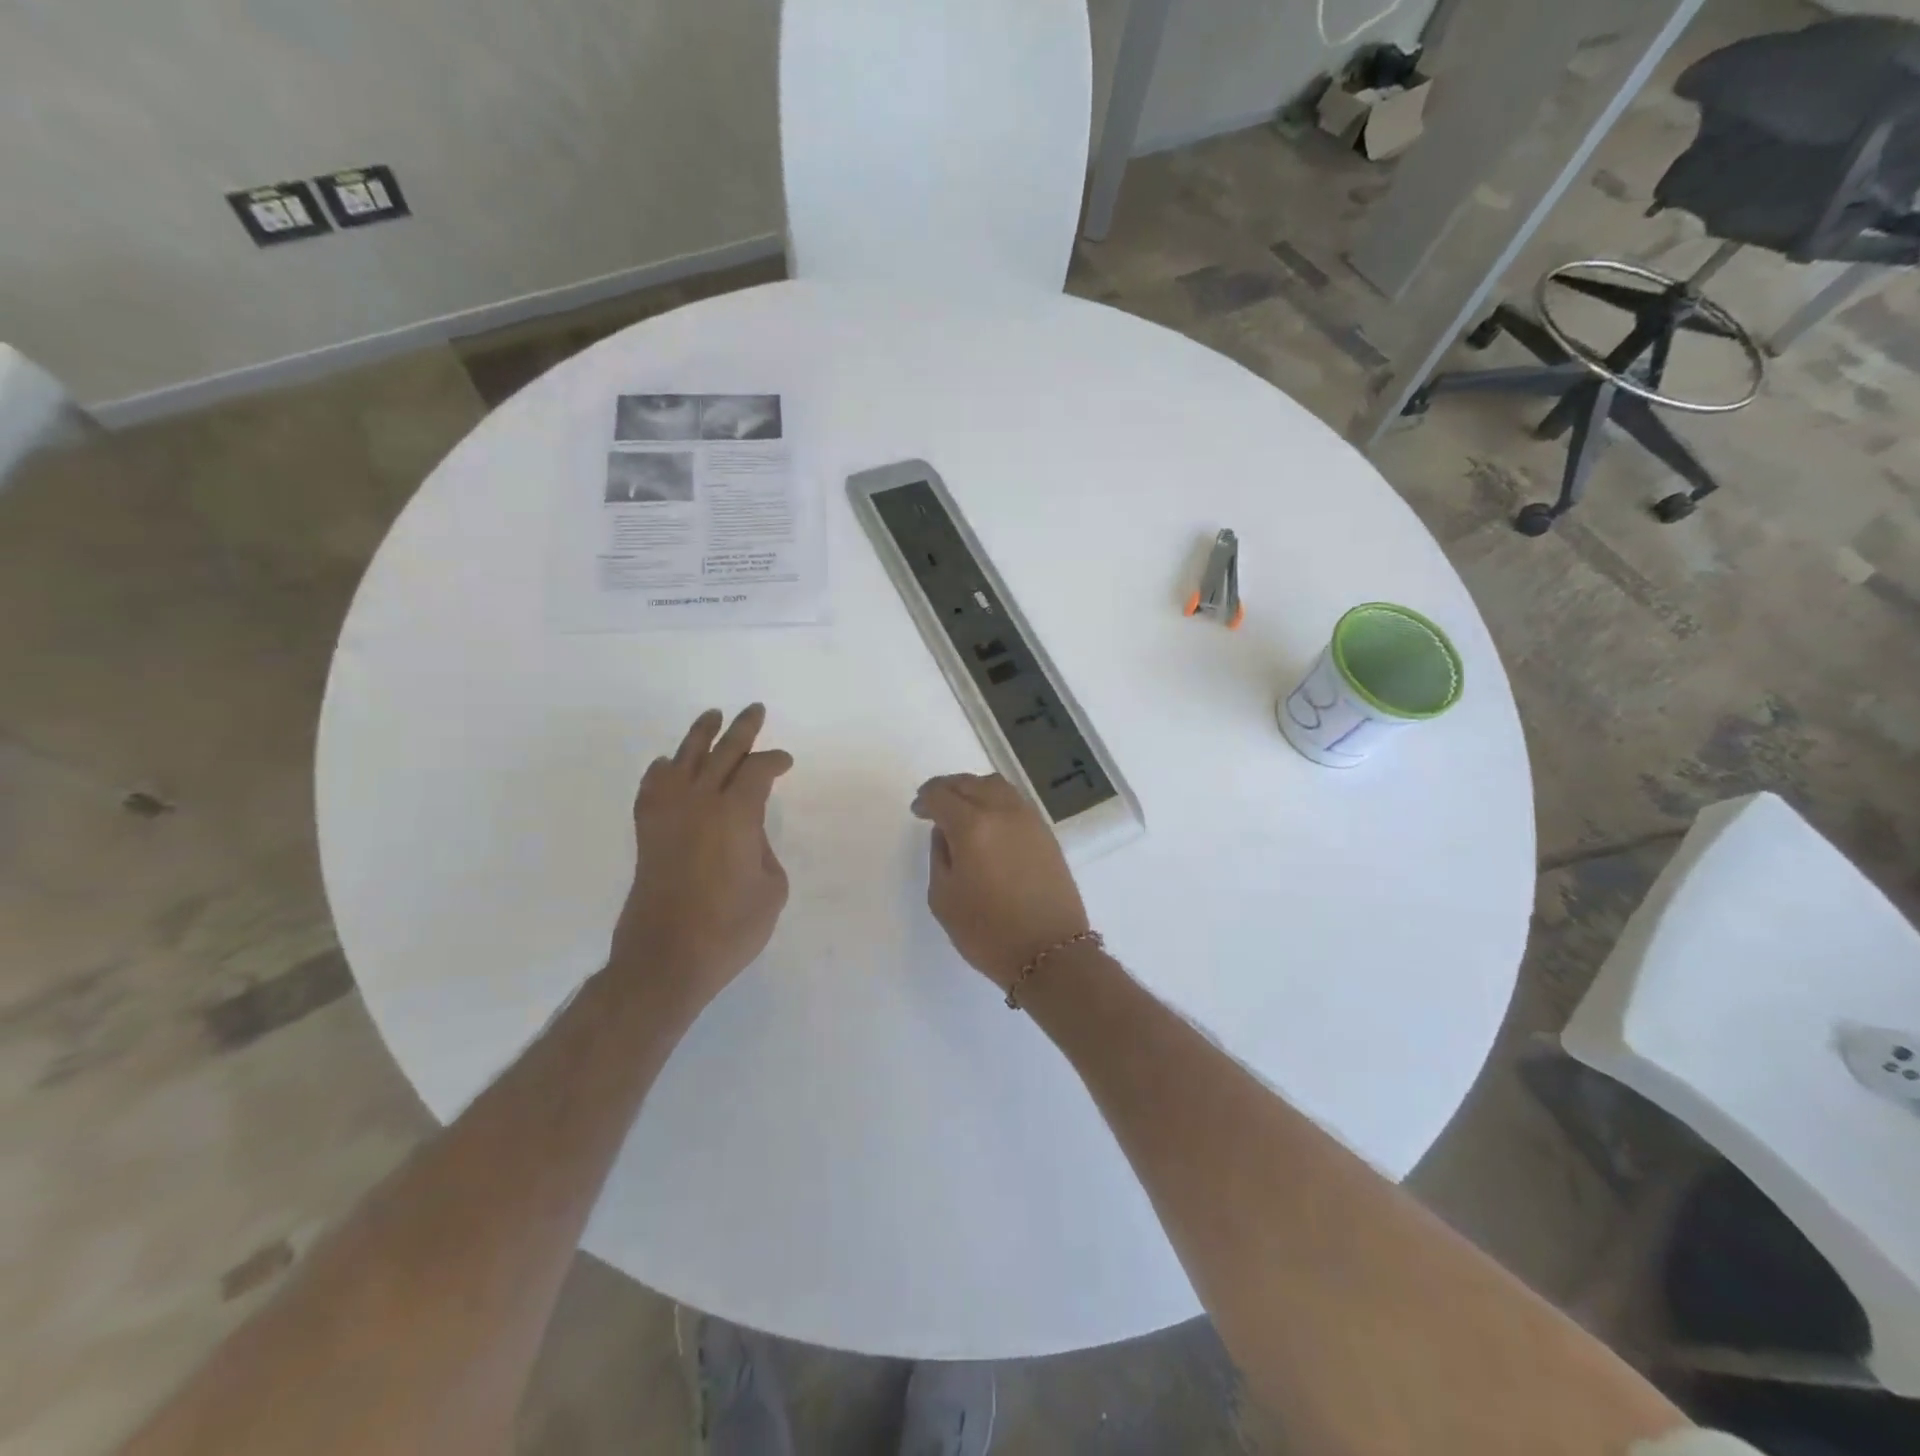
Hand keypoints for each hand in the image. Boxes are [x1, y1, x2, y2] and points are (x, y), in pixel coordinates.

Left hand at [611, 705, 792, 1012]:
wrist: (666, 958)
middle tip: (754, 710)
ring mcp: (668, 816)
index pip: (758, 771)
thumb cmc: (729, 928)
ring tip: (712, 716)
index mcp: (736, 814)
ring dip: (700, 736)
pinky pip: (652, 788)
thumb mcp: (771, 889)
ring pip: (683, 760)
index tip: (786, 763)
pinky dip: (661, 771)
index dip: (775, 762)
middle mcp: (699, 803)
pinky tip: (667, 765)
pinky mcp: (648, 834)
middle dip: (742, 730)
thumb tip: (746, 835)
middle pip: (722, 753)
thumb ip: (763, 850)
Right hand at [910, 773, 1089, 990]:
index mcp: (972, 826)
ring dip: (973, 789)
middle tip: (934, 805)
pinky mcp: (1045, 832)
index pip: (941, 795)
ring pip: (995, 786)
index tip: (917, 811)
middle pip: (969, 783)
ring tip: (962, 809)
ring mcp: (1028, 819)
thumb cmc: (988, 932)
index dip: (925, 799)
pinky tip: (988, 821)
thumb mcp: (944, 898)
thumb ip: (939, 856)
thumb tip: (945, 832)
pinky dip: (995, 800)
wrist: (1049, 952)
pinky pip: (1014, 801)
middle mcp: (1002, 812)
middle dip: (946, 789)